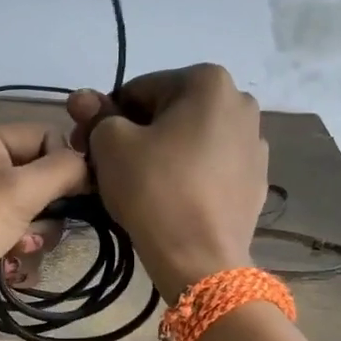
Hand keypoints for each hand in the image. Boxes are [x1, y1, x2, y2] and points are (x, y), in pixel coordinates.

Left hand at [0, 123, 87, 340]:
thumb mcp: (14, 192)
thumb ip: (60, 170)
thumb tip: (92, 163)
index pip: (43, 136)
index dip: (66, 161)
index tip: (85, 193)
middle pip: (39, 176)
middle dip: (51, 205)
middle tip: (46, 226)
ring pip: (31, 211)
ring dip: (37, 233)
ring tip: (21, 250)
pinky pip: (13, 236)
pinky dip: (19, 250)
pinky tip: (11, 266)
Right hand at [66, 64, 267, 298]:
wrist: (201, 259)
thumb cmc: (154, 190)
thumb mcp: (111, 145)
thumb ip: (97, 116)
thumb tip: (84, 99)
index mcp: (209, 81)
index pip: (139, 90)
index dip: (107, 117)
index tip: (88, 146)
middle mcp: (241, 103)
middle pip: (169, 112)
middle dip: (136, 133)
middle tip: (107, 167)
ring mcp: (254, 143)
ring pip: (191, 140)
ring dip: (163, 153)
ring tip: (140, 186)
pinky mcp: (256, 180)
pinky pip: (211, 167)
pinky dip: (189, 175)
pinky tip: (172, 200)